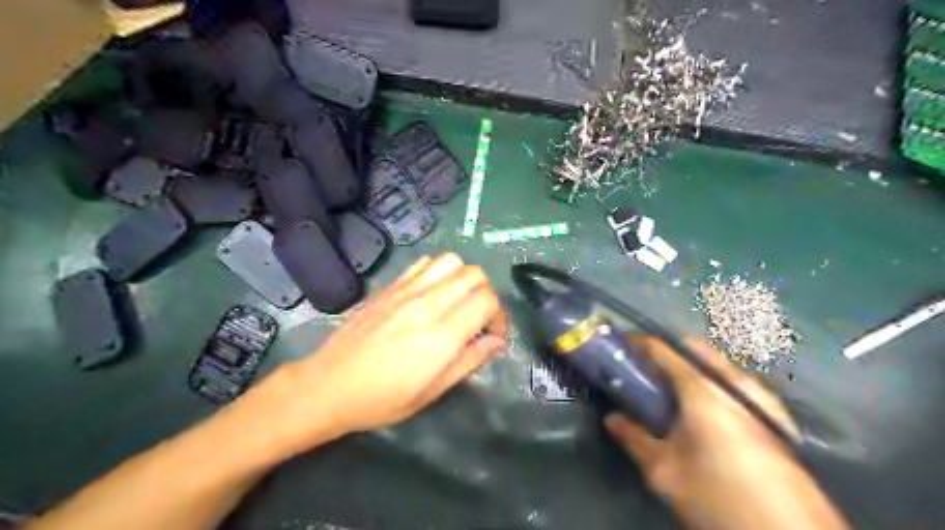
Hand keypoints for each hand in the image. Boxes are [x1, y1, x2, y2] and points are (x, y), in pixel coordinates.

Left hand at [260, 255, 505, 448]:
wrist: (328, 385)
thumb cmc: (382, 399)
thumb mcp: (432, 391)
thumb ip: (469, 360)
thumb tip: (498, 342)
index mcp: (441, 335)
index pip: (487, 301)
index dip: (500, 316)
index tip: (493, 336)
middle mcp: (428, 304)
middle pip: (474, 275)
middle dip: (487, 294)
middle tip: (479, 318)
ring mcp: (407, 291)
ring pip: (452, 262)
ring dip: (464, 278)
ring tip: (458, 301)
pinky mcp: (390, 287)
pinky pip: (424, 263)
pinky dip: (439, 271)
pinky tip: (433, 293)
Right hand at [605, 338, 849, 529]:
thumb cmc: (721, 497)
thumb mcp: (666, 473)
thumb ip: (635, 439)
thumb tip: (612, 419)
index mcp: (703, 390)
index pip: (662, 349)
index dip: (637, 344)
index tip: (618, 348)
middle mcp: (734, 384)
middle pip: (695, 350)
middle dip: (667, 353)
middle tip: (646, 374)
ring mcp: (761, 398)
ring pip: (719, 365)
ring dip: (692, 368)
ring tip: (673, 395)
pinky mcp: (777, 417)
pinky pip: (736, 384)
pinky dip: (714, 385)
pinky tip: (708, 416)